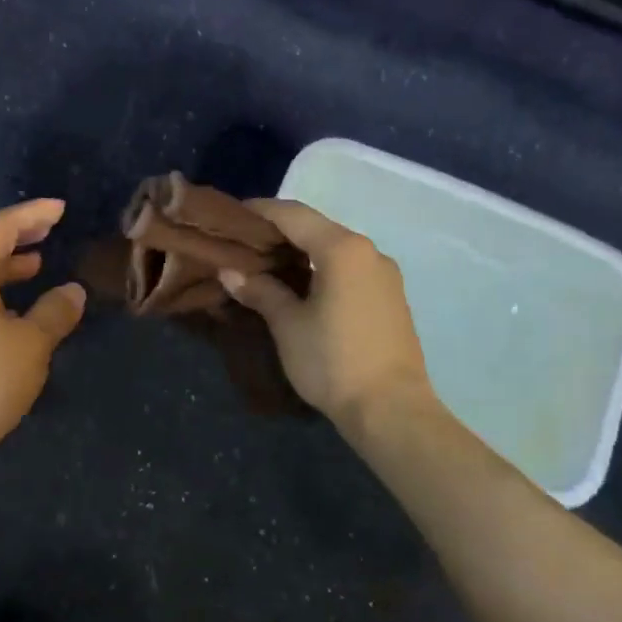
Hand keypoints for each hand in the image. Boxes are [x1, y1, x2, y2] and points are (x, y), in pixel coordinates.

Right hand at [220, 199, 436, 428]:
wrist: (392, 411)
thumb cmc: (333, 361)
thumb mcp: (288, 324)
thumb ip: (260, 290)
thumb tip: (229, 271)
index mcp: (342, 249)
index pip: (292, 214)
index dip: (259, 211)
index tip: (230, 217)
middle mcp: (368, 251)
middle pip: (315, 227)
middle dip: (278, 231)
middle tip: (242, 243)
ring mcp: (383, 274)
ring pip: (333, 248)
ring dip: (300, 250)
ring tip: (265, 264)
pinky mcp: (389, 296)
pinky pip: (348, 268)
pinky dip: (320, 267)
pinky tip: (299, 285)